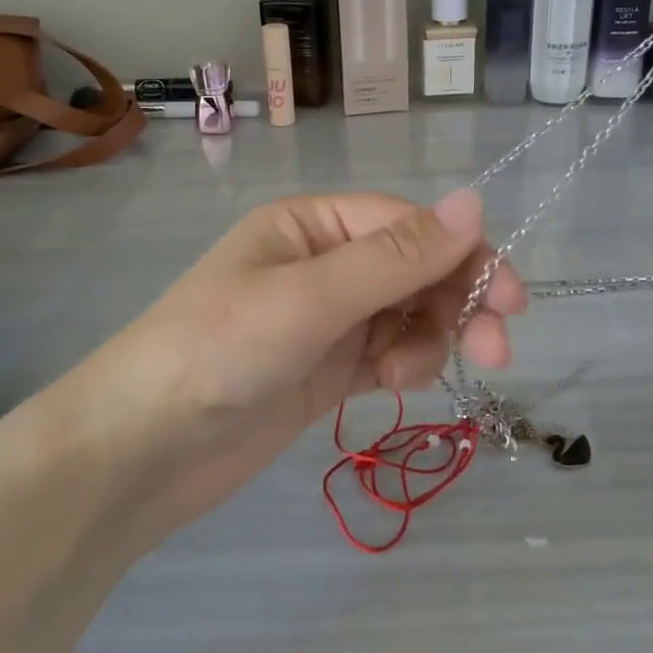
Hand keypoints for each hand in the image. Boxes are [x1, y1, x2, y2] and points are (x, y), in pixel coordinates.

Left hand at [56, 190, 525, 542]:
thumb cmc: (219, 351)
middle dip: (457, 302)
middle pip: (417, 269)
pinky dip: (405, 364)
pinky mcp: (327, 368)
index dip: (464, 254)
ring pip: (409, 313)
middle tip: (496, 349)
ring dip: (427, 339)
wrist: (141, 451)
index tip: (511, 300)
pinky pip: (389, 351)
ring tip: (407, 376)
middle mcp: (323, 263)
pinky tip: (395, 386)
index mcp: (313, 225)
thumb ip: (396, 256)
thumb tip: (475, 202)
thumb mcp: (311, 297)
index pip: (409, 224)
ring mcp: (326, 318)